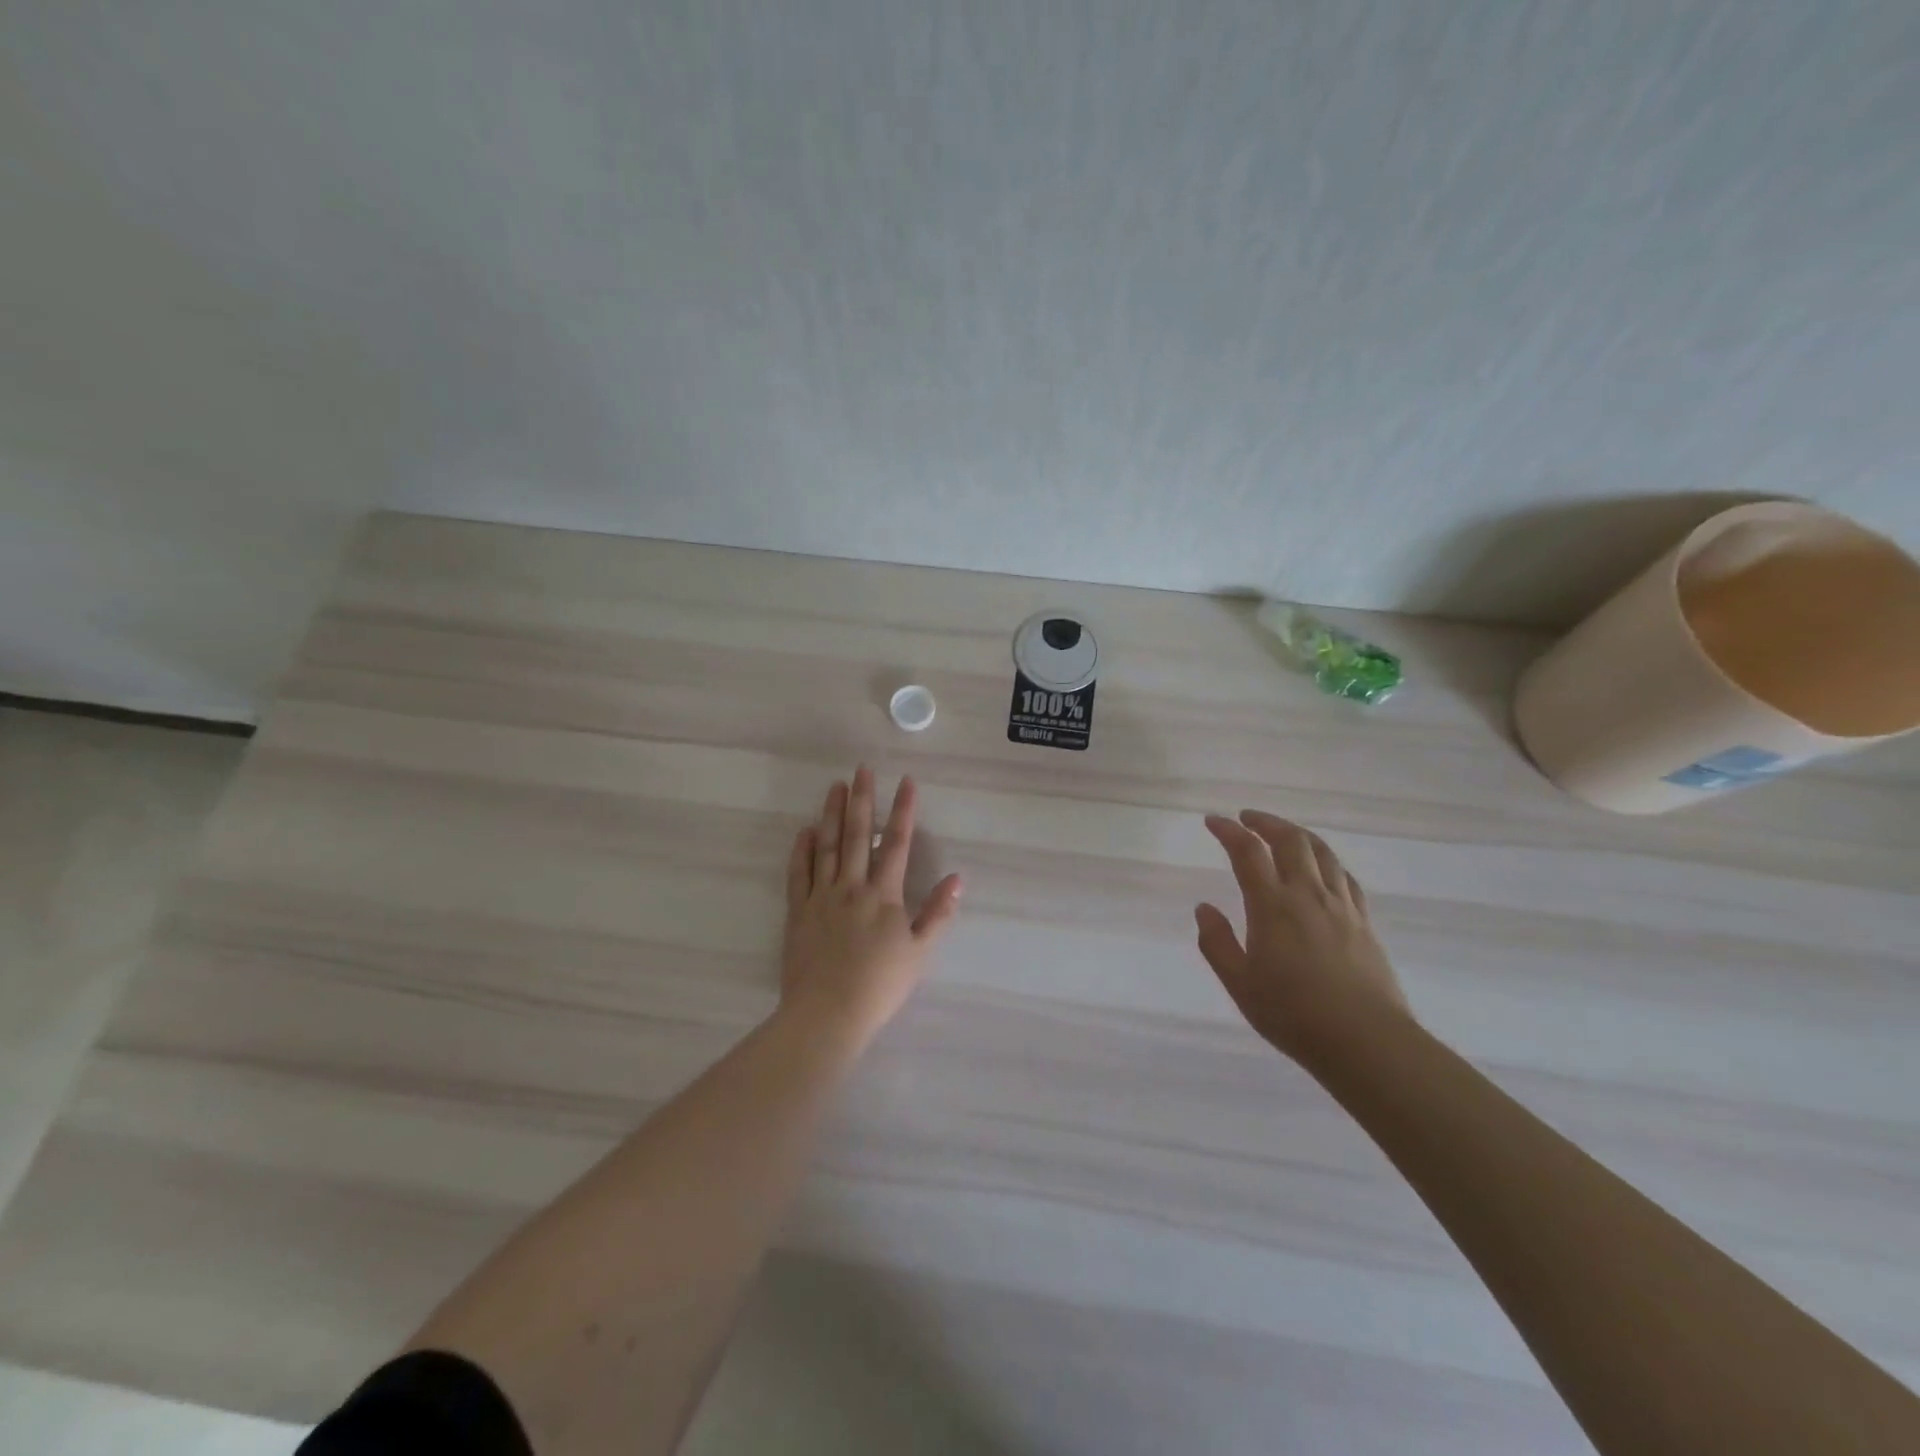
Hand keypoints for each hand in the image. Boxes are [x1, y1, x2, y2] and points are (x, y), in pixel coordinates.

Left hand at [780, 767, 962, 1048]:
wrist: (827, 1014)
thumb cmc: (880, 985)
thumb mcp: (920, 952)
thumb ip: (938, 913)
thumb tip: (957, 878)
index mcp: (883, 894)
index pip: (896, 842)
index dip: (902, 810)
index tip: (906, 781)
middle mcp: (851, 886)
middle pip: (856, 834)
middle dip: (862, 799)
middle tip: (862, 769)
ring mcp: (821, 897)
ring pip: (826, 846)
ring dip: (831, 814)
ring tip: (835, 787)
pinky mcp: (798, 912)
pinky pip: (798, 874)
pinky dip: (801, 850)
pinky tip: (804, 831)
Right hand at [1196, 811, 1408, 1064]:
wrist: (1366, 1042)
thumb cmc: (1293, 1014)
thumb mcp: (1240, 983)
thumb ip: (1217, 942)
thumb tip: (1204, 908)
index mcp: (1273, 906)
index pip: (1248, 853)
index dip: (1229, 831)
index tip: (1213, 821)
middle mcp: (1308, 895)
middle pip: (1290, 840)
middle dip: (1266, 822)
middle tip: (1247, 819)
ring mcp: (1341, 906)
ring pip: (1322, 853)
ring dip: (1298, 834)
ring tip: (1283, 834)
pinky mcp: (1364, 923)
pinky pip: (1345, 877)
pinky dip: (1327, 861)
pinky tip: (1322, 869)